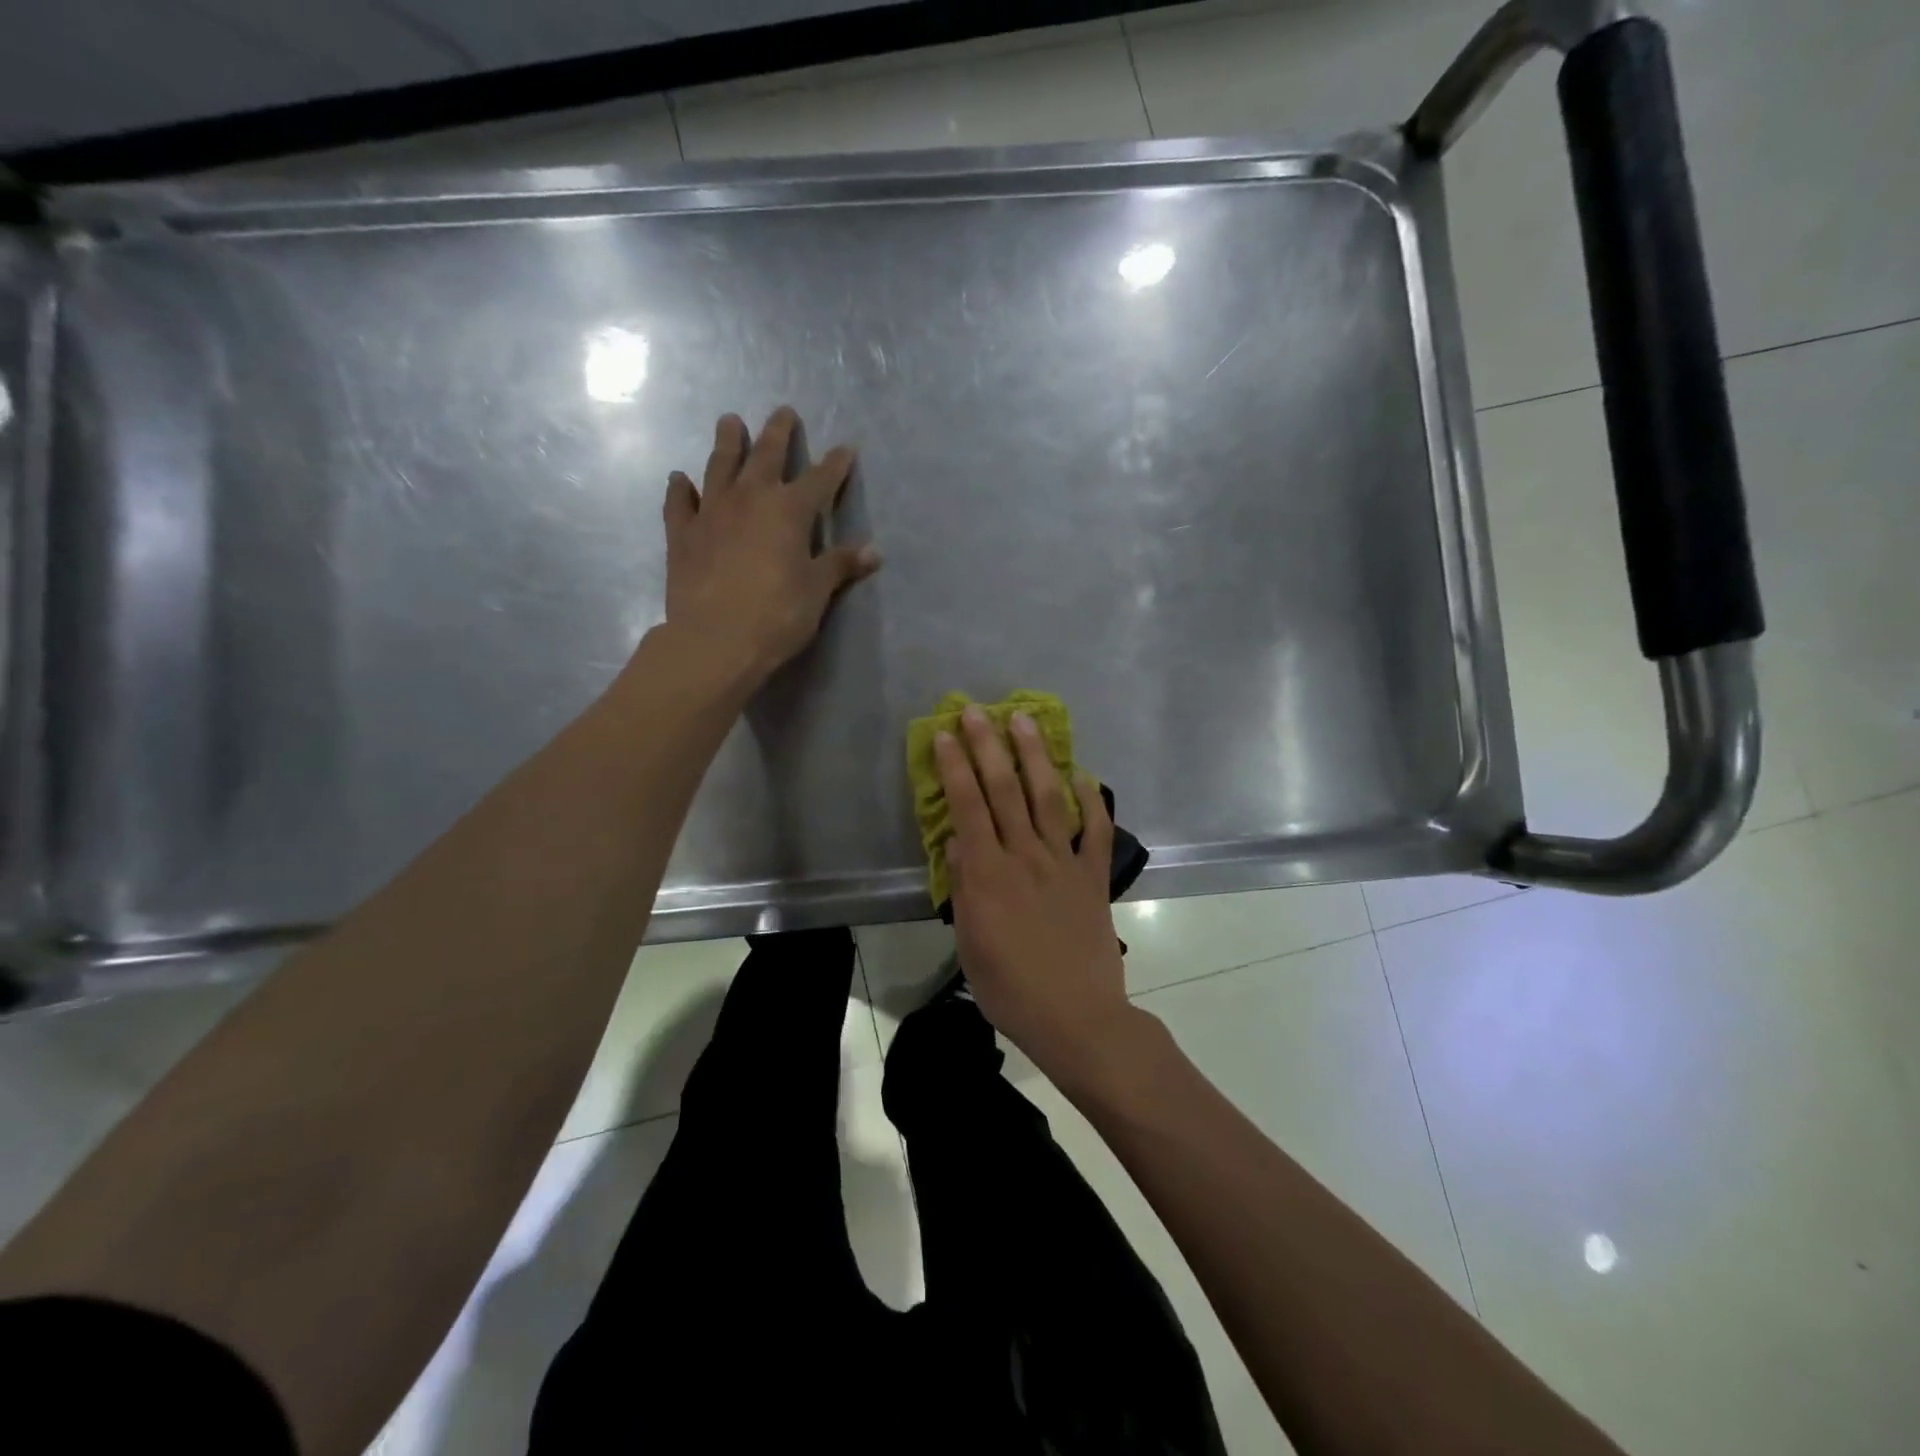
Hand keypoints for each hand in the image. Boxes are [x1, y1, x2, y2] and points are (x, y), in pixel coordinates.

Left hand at [661, 406, 879, 681]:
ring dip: (727, 443)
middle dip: (778, 433)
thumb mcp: (816, 591)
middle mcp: (750, 499)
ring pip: (720, 467)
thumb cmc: (777, 615)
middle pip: (766, 456)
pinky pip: (680, 503)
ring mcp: (711, 513)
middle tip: (783, 412)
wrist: (714, 640)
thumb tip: (874, 551)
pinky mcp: (682, 534)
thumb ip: (841, 565)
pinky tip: (680, 478)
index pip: (819, 480)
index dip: (835, 464)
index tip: (846, 448)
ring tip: (730, 422)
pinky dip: (680, 489)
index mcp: (789, 511)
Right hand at [935, 705, 1138, 1083]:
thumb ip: (963, 887)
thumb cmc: (1011, 988)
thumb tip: (956, 841)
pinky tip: (1083, 774)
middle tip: (978, 711)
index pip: (967, 807)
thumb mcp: (970, 944)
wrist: (1076, 1018)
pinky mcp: (1093, 876)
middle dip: (988, 746)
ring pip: (1047, 798)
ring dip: (1034, 757)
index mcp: (988, 875)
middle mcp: (1024, 857)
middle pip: (1004, 790)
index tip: (946, 734)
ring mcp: (1063, 863)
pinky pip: (1095, 830)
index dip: (955, 767)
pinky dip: (1091, 800)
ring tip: (1025, 721)